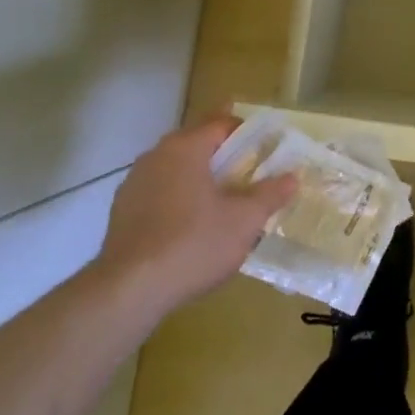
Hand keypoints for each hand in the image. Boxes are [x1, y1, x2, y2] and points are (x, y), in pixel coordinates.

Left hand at [90, 116, 296, 314]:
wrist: (128, 291)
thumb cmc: (193, 244)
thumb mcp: (244, 221)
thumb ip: (270, 194)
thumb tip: (292, 177)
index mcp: (186, 148)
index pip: (221, 122)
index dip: (247, 130)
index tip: (266, 143)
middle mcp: (156, 155)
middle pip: (196, 143)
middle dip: (222, 151)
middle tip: (249, 168)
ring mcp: (134, 183)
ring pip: (175, 168)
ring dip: (198, 175)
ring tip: (222, 197)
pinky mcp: (122, 212)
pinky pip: (159, 192)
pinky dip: (178, 198)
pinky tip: (191, 224)